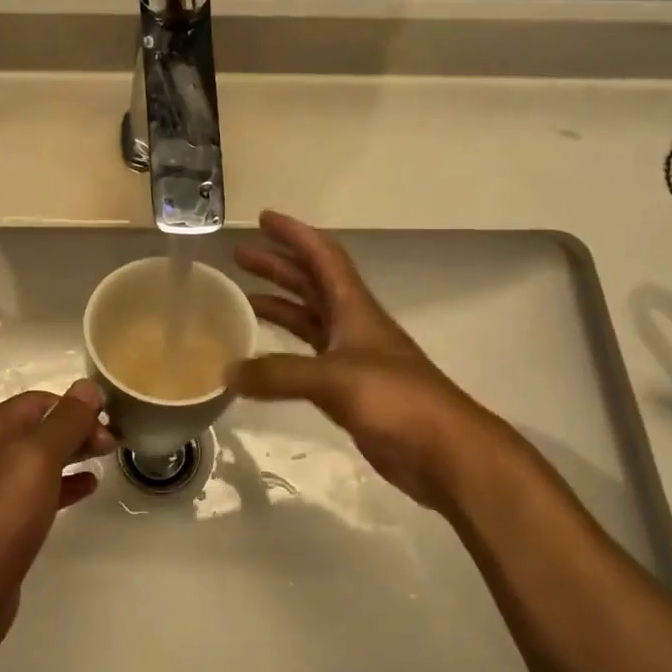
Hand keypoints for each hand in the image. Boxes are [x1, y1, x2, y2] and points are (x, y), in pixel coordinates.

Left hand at [0, 380, 113, 649]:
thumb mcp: (37, 458)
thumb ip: (65, 421)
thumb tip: (88, 385)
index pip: (39, 401)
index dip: (77, 406)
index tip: (113, 420)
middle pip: (38, 428)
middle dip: (77, 429)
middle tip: (116, 444)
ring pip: (38, 460)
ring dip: (73, 455)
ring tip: (108, 459)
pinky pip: (35, 492)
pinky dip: (63, 484)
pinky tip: (88, 488)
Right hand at [229, 210, 534, 511]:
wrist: (444, 452)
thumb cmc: (397, 400)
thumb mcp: (335, 379)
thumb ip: (279, 374)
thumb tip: (227, 372)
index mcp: (354, 308)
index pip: (322, 257)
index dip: (294, 234)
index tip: (263, 219)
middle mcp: (352, 325)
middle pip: (310, 284)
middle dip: (277, 266)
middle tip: (239, 256)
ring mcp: (351, 358)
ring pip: (308, 320)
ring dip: (278, 305)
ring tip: (240, 300)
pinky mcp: (348, 390)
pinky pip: (306, 359)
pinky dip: (281, 352)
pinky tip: (259, 360)